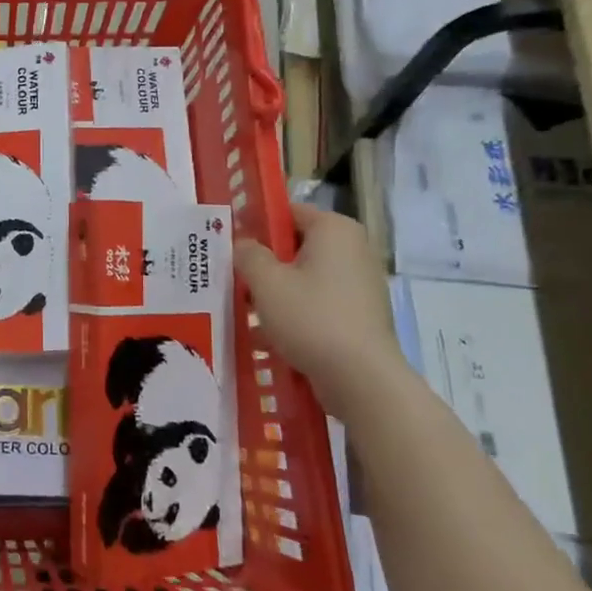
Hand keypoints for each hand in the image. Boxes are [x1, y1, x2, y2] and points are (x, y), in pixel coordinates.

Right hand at [236, 204, 401, 406]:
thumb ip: (247, 254)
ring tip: (245, 311)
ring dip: (276, 291)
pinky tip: (268, 335)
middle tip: (233, 279)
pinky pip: (318, 302)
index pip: (287, 211)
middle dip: (264, 262)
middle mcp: (353, 249)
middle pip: (295, 246)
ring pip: (305, 277)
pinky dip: (295, 312)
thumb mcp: (265, 281)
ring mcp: (361, 284)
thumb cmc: (311, 318)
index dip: (256, 224)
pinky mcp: (360, 315)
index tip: (230, 243)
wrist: (361, 379)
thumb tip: (244, 244)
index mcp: (334, 229)